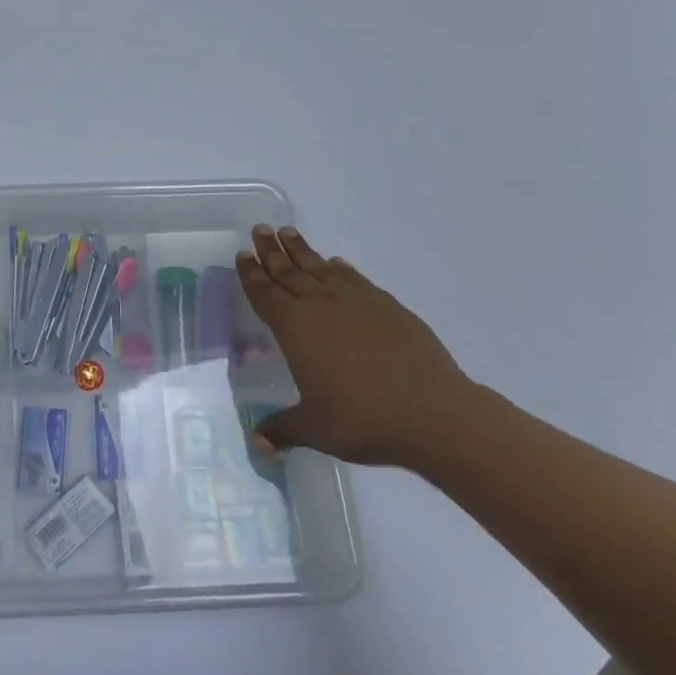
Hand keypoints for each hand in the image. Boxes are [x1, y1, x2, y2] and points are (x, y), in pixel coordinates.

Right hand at [236, 226, 477, 467]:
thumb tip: (255, 444)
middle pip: (289, 272)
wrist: (432, 413)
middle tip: (260, 230)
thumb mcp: (314, 429)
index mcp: (295, 329)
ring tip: (289, 232)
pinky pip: (354, 279)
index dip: (252, 274)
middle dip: (272, 251)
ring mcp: (356, 302)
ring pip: (320, 269)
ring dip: (302, 251)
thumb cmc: (363, 420)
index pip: (265, 294)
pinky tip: (336, 262)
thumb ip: (282, 429)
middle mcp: (320, 306)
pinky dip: (341, 268)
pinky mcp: (387, 307)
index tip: (243, 253)